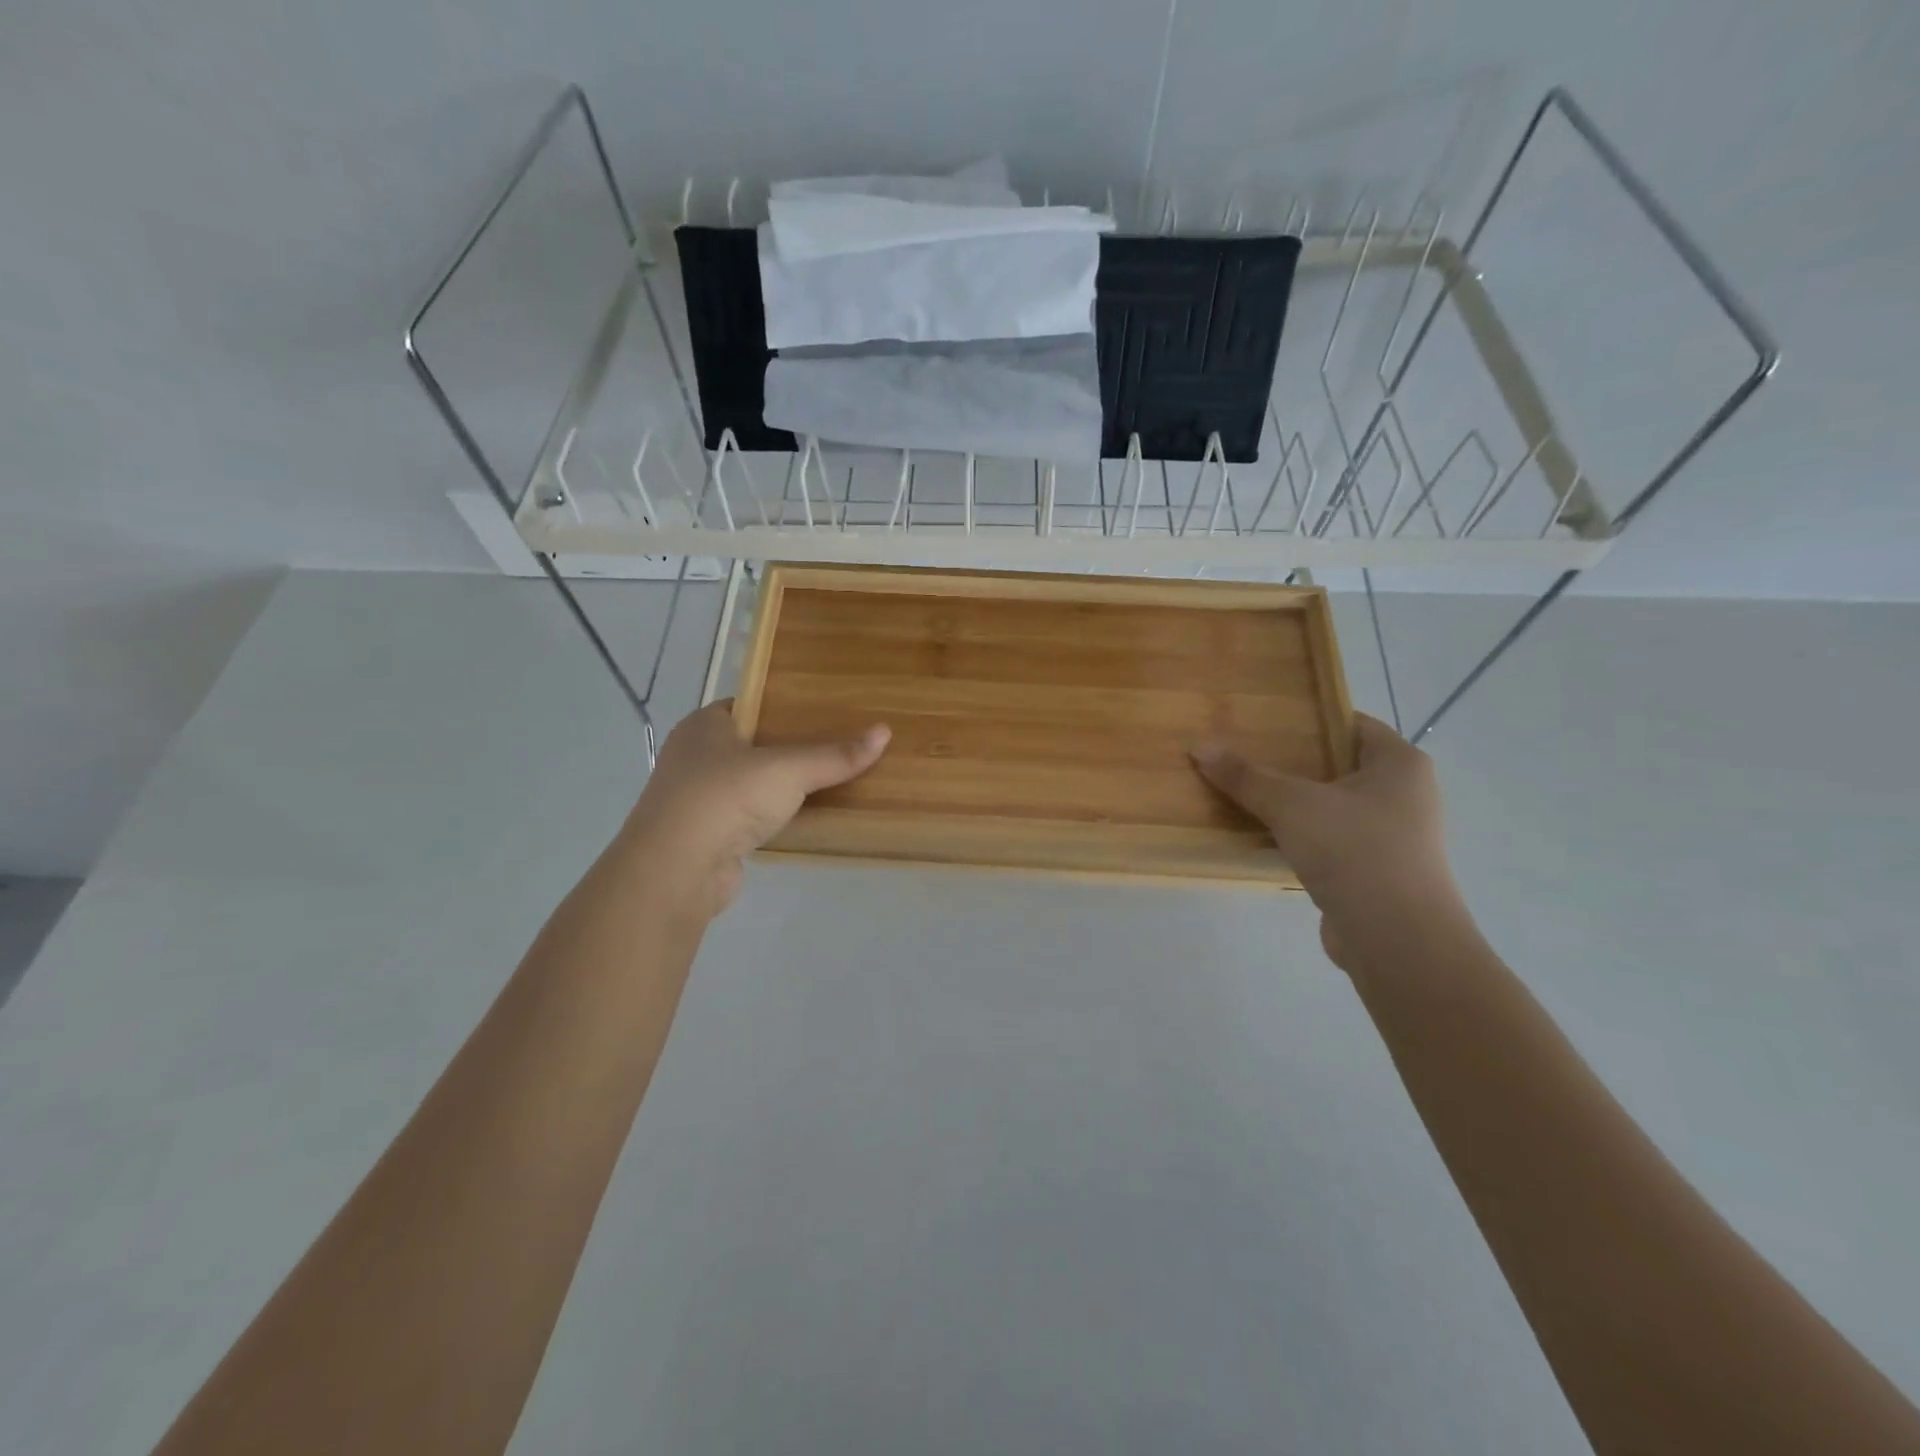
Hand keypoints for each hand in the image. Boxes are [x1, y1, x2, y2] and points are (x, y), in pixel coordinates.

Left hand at [618, 701, 889, 917]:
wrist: (677, 870)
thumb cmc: (725, 798)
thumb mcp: (788, 769)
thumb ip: (835, 755)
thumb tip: (884, 733)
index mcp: (704, 725)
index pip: (750, 704)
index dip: (785, 706)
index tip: (824, 711)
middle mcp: (695, 756)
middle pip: (753, 744)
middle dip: (790, 747)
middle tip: (837, 744)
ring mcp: (698, 798)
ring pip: (752, 783)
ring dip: (783, 786)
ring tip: (831, 779)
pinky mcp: (707, 834)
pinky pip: (750, 816)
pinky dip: (774, 816)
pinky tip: (806, 817)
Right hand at [1192, 714, 1465, 967]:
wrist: (1396, 938)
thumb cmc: (1353, 850)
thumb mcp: (1290, 805)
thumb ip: (1245, 776)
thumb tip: (1199, 747)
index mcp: (1400, 764)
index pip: (1352, 724)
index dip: (1310, 719)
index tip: (1266, 721)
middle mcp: (1406, 795)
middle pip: (1340, 765)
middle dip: (1295, 763)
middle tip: (1247, 755)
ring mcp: (1395, 837)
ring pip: (1335, 807)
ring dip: (1297, 804)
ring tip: (1248, 795)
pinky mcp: (1378, 872)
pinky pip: (1334, 841)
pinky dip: (1304, 838)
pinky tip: (1266, 838)